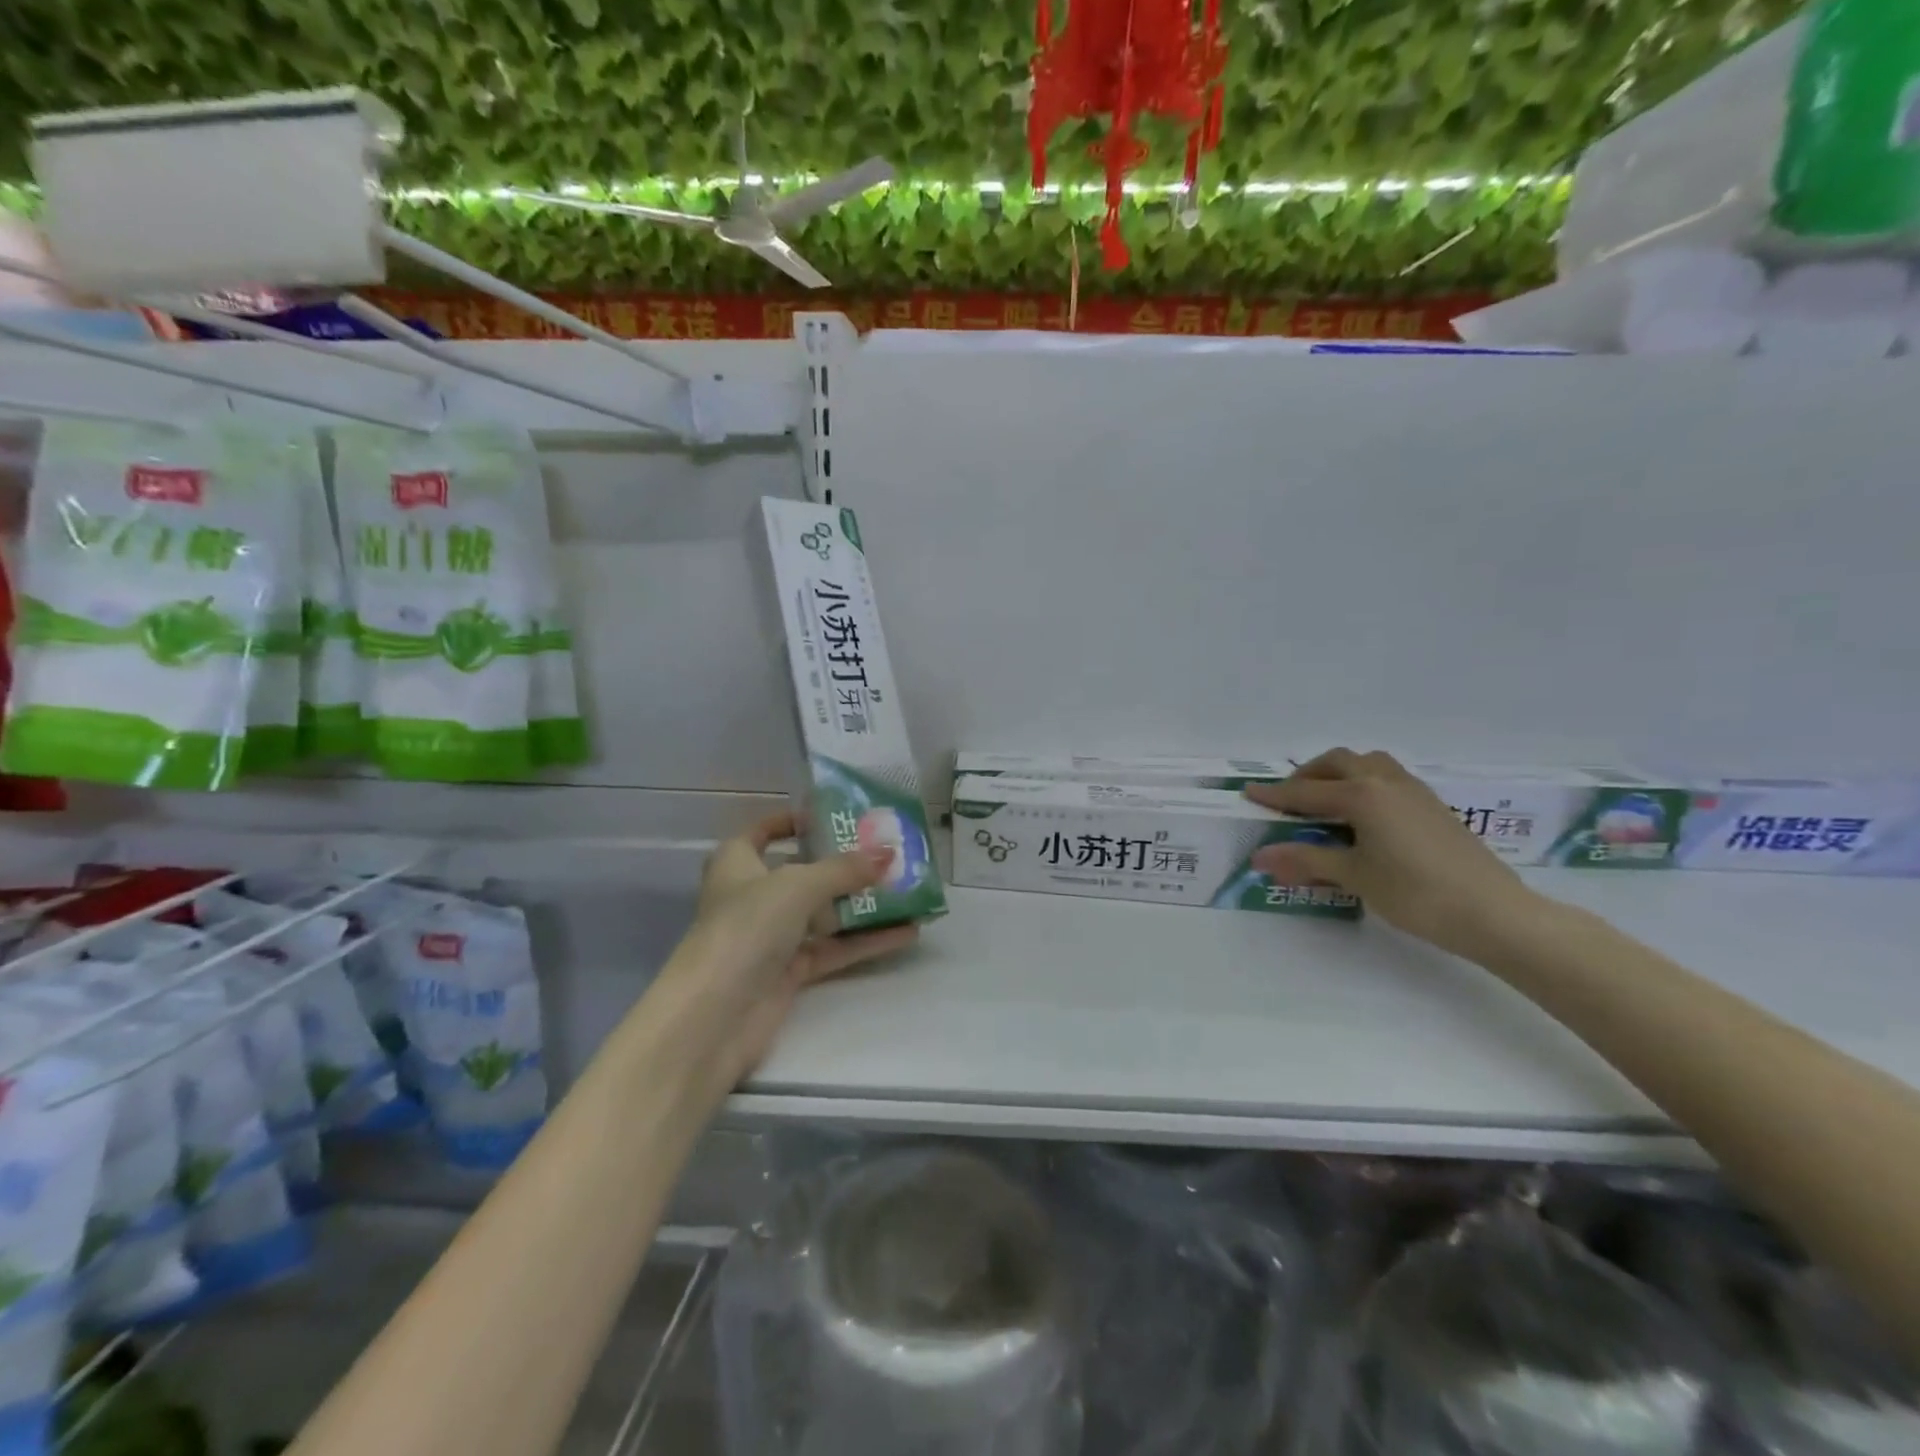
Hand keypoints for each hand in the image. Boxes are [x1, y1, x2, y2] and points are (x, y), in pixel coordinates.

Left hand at [658, 811, 918, 1088]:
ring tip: (908, 891)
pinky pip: (834, 949)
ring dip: (862, 904)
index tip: (833, 816)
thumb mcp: (798, 885)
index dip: (793, 821)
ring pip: (823, 913)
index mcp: (737, 863)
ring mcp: (771, 937)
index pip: (763, 832)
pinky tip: (906, 933)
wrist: (715, 1015)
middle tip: (888, 853)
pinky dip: (865, 941)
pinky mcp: (789, 972)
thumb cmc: (746, 927)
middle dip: (843, 864)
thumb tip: (890, 853)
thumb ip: (845, 869)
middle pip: (802, 872)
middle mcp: (752, 896)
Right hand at [1245, 749, 1539, 958]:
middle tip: (1289, 799)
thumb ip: (1306, 861)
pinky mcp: (1433, 806)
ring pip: (1368, 764)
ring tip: (1325, 801)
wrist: (1493, 912)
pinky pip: (1388, 779)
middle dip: (1308, 776)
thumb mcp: (1354, 876)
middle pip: (1338, 763)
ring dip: (1340, 774)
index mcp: (1362, 795)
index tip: (1248, 793)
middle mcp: (1386, 782)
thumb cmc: (1415, 893)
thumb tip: (1260, 857)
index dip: (1274, 795)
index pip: (1306, 792)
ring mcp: (1414, 791)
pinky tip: (1363, 816)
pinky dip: (1364, 785)